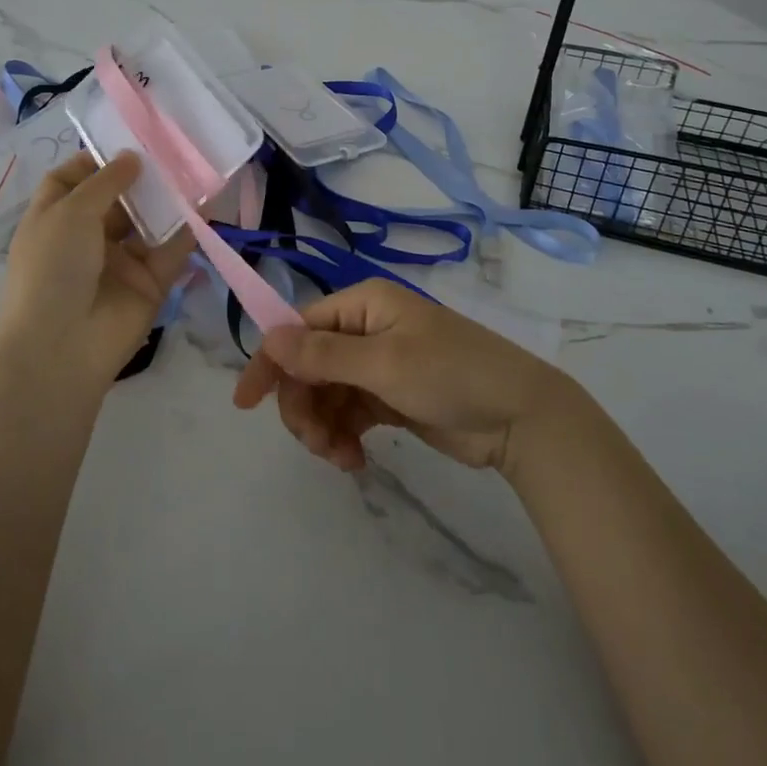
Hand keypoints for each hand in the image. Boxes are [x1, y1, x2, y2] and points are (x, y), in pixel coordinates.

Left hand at [0, 151, 194, 386]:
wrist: (62, 347)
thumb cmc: (53, 269)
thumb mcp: (69, 213)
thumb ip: (105, 181)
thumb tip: (132, 156)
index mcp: (55, 219)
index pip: (73, 179)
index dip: (96, 160)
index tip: (128, 141)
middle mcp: (86, 237)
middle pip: (117, 198)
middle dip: (141, 176)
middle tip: (173, 148)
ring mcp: (120, 261)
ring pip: (148, 222)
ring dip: (168, 199)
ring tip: (195, 168)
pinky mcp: (150, 282)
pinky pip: (172, 250)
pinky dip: (188, 229)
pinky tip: (207, 204)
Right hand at [231, 278, 574, 475]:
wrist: (520, 417)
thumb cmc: (451, 374)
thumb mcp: (385, 364)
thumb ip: (324, 356)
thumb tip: (269, 340)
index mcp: (363, 304)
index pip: (300, 328)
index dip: (272, 362)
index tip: (246, 404)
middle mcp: (366, 328)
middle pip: (310, 365)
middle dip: (304, 405)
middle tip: (315, 444)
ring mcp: (379, 364)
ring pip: (327, 394)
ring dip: (324, 426)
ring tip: (341, 458)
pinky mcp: (391, 397)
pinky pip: (350, 413)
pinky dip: (345, 436)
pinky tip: (354, 461)